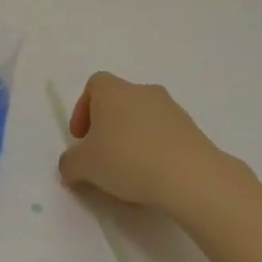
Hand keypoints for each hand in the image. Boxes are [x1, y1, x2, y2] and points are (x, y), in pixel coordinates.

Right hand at [58, 71, 244, 216]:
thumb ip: (69, 163)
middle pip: (118, 101)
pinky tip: (152, 174)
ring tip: (128, 170)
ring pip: (142, 117)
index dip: (83, 109)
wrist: (190, 175)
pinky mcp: (192, 129)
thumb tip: (70, 165)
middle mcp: (142, 91)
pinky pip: (164, 134)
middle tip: (101, 155)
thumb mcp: (84, 166)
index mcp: (113, 91)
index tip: (81, 138)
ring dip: (131, 137)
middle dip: (107, 126)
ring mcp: (171, 108)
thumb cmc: (127, 159)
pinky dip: (154, 148)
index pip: (93, 85)